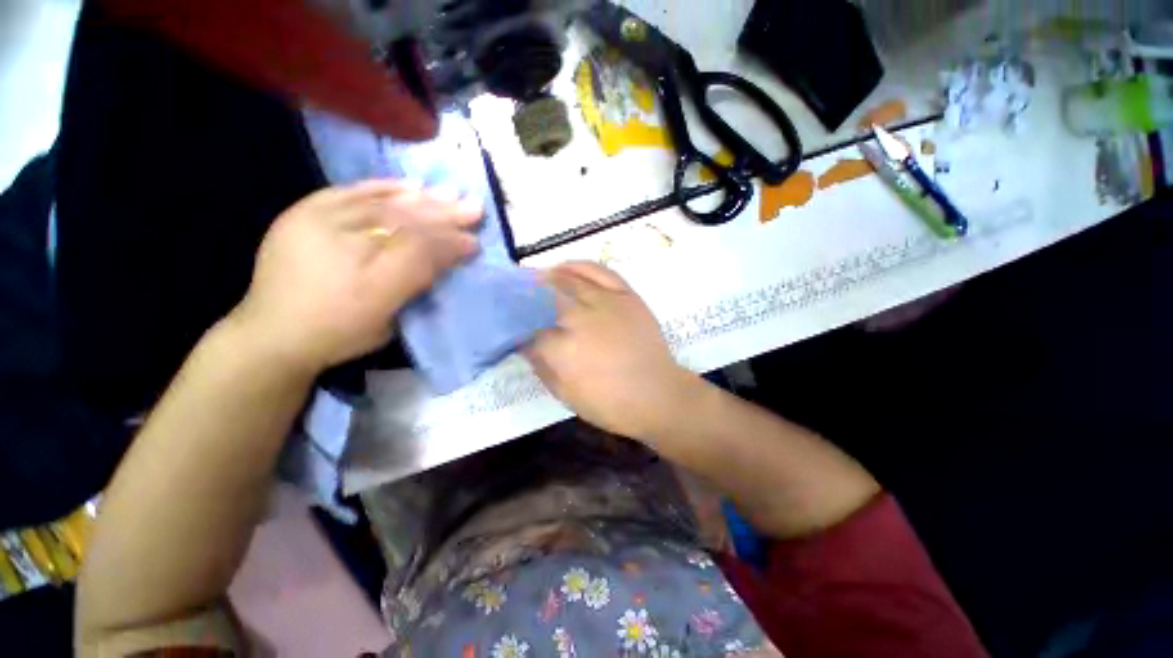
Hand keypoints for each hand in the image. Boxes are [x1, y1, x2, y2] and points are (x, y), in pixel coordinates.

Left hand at [230, 180, 481, 372]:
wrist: (274, 332)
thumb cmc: (339, 333)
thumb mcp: (388, 322)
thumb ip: (417, 283)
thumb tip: (448, 255)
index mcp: (368, 282)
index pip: (419, 251)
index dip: (450, 243)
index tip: (475, 241)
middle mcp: (343, 245)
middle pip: (404, 223)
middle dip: (444, 215)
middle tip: (474, 207)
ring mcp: (319, 224)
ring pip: (383, 206)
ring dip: (422, 199)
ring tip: (451, 193)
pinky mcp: (304, 213)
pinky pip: (350, 192)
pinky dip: (383, 186)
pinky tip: (411, 185)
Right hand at [524, 262, 699, 438]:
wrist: (657, 395)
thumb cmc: (610, 403)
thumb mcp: (566, 395)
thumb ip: (541, 367)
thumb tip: (525, 344)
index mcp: (563, 348)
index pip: (529, 329)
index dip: (516, 325)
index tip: (508, 324)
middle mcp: (581, 319)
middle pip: (545, 296)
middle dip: (525, 293)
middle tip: (513, 291)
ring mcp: (606, 303)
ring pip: (569, 279)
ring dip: (547, 276)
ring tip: (535, 277)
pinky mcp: (626, 296)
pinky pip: (600, 271)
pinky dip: (580, 265)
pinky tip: (566, 266)